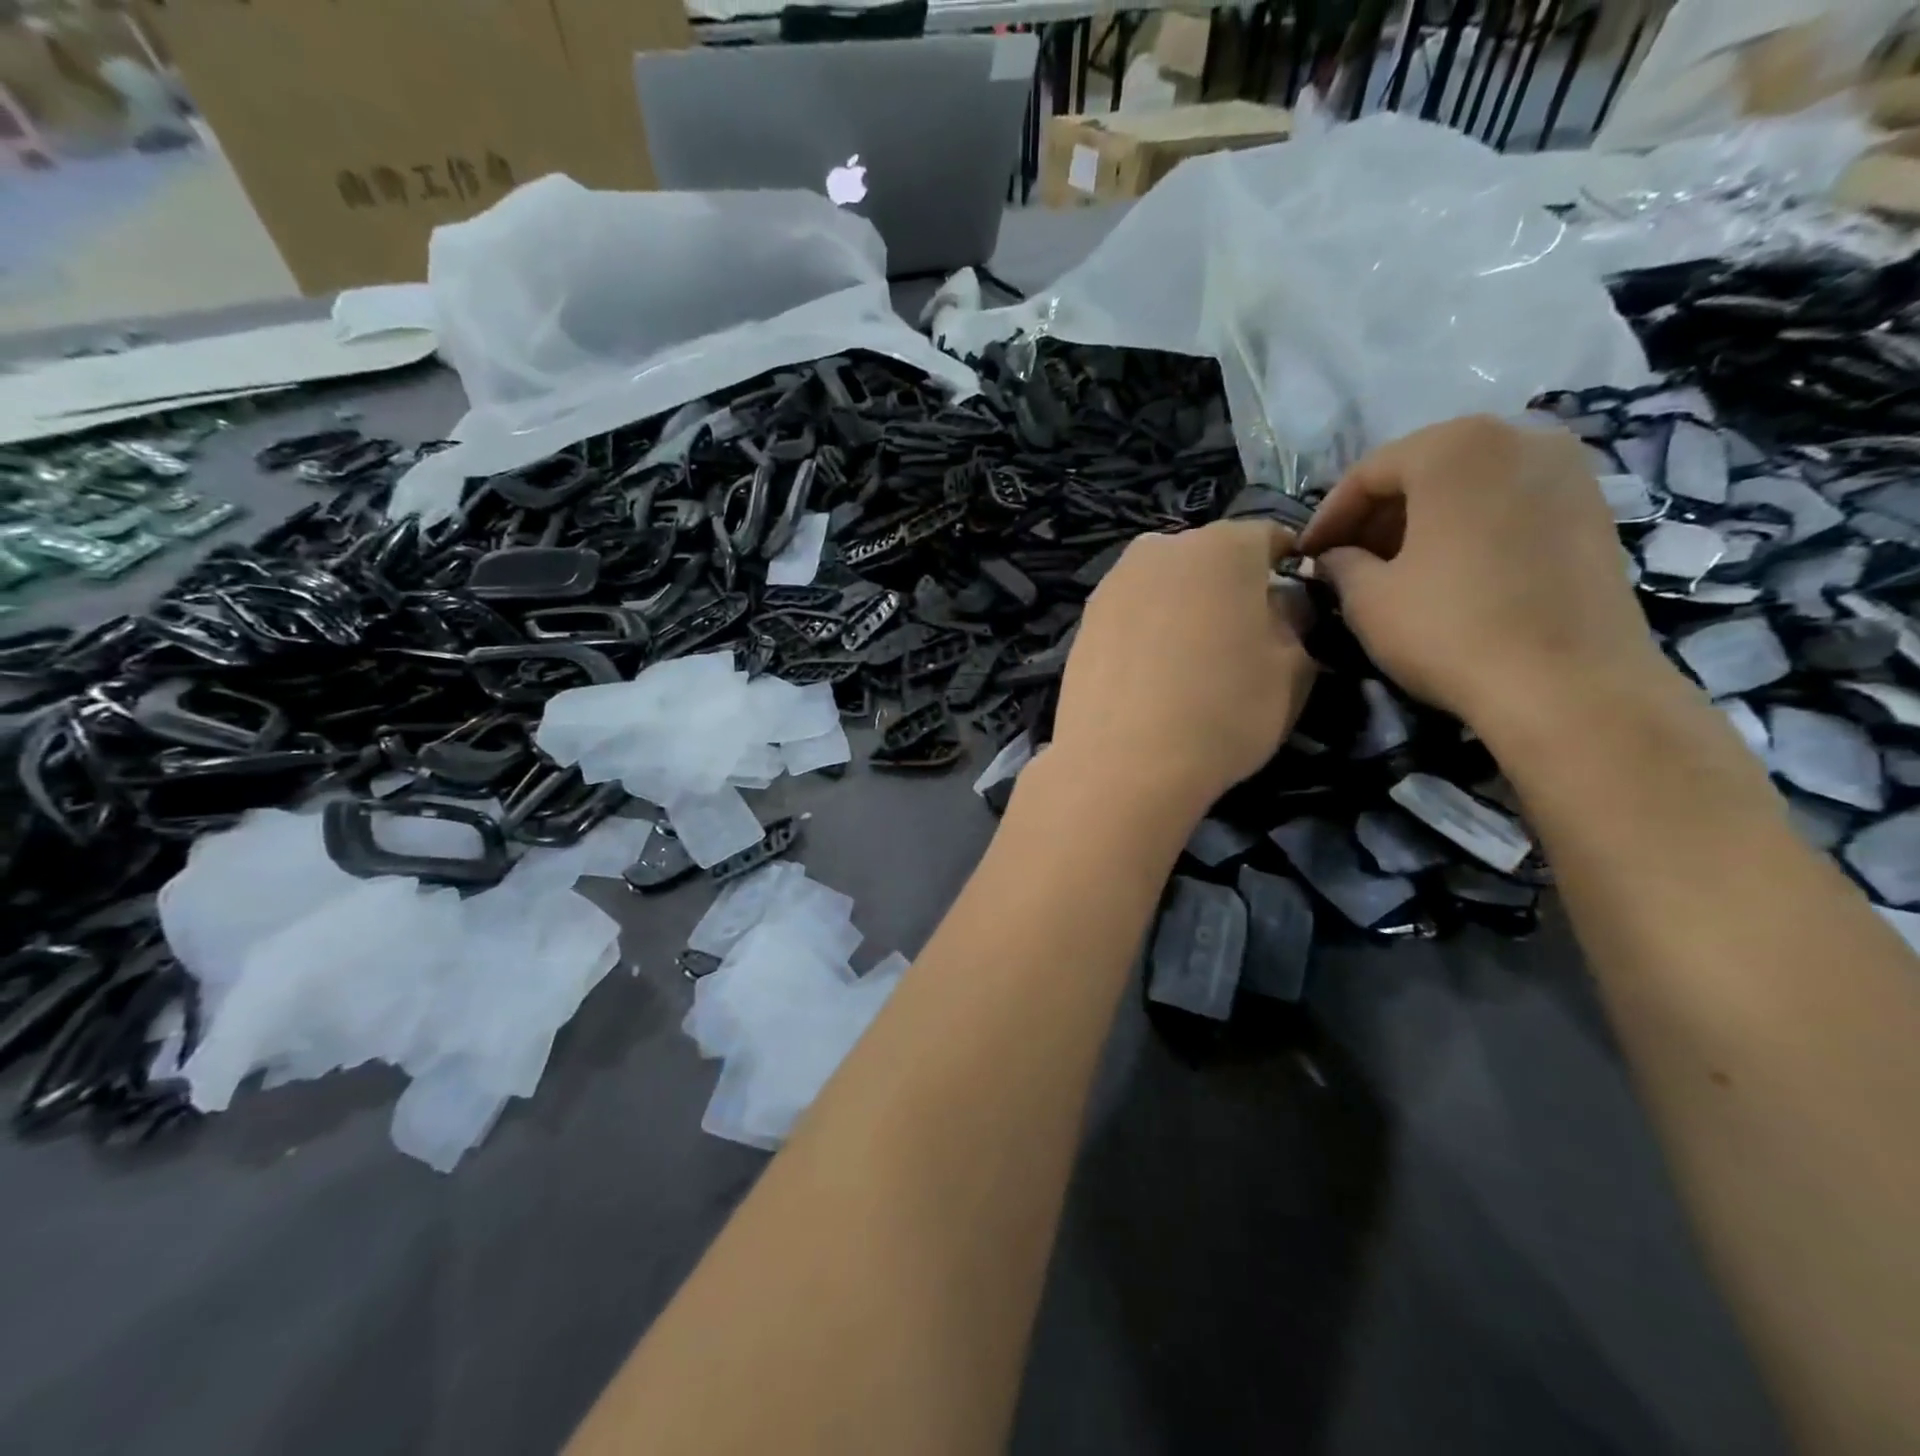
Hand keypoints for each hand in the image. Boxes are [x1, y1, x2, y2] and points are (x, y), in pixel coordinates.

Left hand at [1051, 520, 1315, 818]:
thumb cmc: (1223, 712)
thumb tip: (1280, 604)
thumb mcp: (1294, 669)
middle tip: (1241, 641)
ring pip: (1166, 586)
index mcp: (1223, 544)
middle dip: (1230, 589)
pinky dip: (1147, 633)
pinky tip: (1150, 677)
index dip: (1286, 572)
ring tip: (1190, 664)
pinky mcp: (1084, 620)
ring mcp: (1114, 583)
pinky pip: (1132, 615)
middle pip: (1210, 559)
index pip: (1269, 540)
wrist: (1121, 763)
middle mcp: (1161, 548)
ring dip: (1184, 610)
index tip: (1292, 611)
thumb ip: (1295, 620)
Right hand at [1297, 415, 1668, 736]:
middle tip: (1346, 560)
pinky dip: (1469, 528)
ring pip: (1469, 485)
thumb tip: (1334, 558)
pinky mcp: (1594, 509)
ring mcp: (1567, 470)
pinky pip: (1509, 504)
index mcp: (1453, 448)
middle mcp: (1517, 437)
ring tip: (1394, 568)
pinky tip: (1449, 572)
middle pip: (1423, 469)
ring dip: (1422, 521)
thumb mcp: (1367, 599)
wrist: (1568, 685)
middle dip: (1377, 515)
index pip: (1368, 473)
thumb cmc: (1449, 628)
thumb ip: (1340, 564)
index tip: (1306, 555)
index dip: (1328, 517)